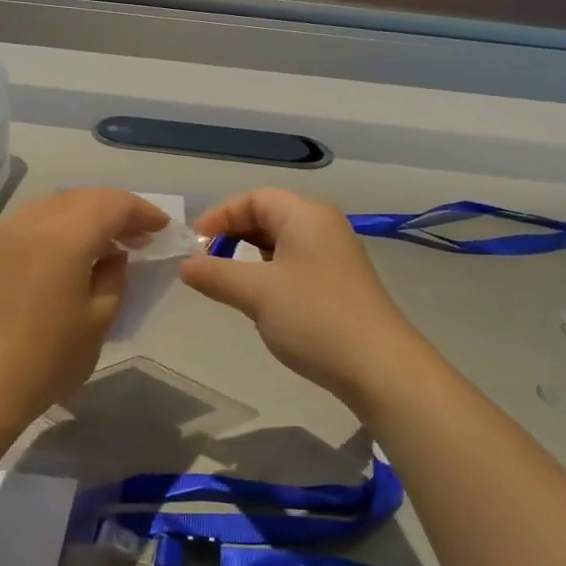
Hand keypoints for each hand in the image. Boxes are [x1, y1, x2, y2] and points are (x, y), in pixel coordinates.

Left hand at [0, 188, 169, 419]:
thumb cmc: (46, 359)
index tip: (161, 228)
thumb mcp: (98, 321)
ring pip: (52, 206)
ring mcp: (1, 235)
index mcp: (64, 237)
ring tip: (102, 243)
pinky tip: (63, 254)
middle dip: (114, 210)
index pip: (112, 204)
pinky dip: (55, 227)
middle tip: (137, 235)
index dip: (141, 212)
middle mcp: (30, 223)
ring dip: (83, 215)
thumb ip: (113, 277)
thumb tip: (112, 256)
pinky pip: (28, 223)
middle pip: (81, 198)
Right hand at [179, 188, 425, 405]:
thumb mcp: (256, 293)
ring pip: (281, 244)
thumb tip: (186, 265)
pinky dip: (269, 275)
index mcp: (306, 215)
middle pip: (268, 216)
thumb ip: (216, 274)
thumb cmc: (314, 318)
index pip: (254, 198)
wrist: (379, 367)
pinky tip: (260, 301)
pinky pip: (295, 265)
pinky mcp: (339, 284)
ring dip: (250, 258)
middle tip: (206, 264)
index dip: (220, 216)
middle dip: (233, 236)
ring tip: (228, 283)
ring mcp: (335, 256)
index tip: (195, 245)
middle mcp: (323, 227)